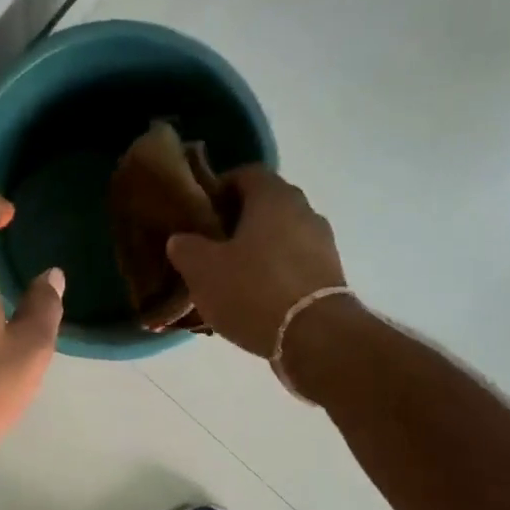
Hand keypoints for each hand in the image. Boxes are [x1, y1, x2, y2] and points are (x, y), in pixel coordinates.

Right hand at [165, 166, 346, 356]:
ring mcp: (322, 243)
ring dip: (254, 251)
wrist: (313, 336)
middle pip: (263, 207)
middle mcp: (304, 210)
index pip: (244, 174)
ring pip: (278, 237)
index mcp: (273, 196)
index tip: (198, 212)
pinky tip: (252, 299)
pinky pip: (292, 265)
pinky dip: (272, 274)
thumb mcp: (202, 270)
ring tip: (228, 278)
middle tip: (208, 248)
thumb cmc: (253, 290)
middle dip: (235, 223)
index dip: (218, 189)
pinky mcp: (329, 275)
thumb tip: (181, 239)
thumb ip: (186, 248)